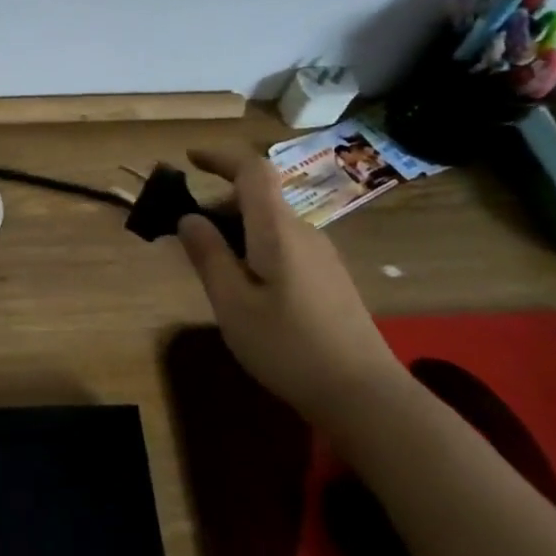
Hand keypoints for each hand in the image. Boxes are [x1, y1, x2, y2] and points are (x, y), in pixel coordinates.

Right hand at [176, 148, 405, 423]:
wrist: (368, 398)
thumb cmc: (290, 347)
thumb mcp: (233, 304)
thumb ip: (208, 255)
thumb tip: (189, 218)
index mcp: (277, 229)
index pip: (252, 170)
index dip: (219, 157)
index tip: (189, 159)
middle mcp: (303, 232)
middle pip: (258, 198)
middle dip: (218, 205)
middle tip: (187, 236)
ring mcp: (322, 256)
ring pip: (270, 224)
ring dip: (236, 230)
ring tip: (212, 268)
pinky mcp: (330, 280)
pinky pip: (284, 245)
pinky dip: (255, 248)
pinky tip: (247, 289)